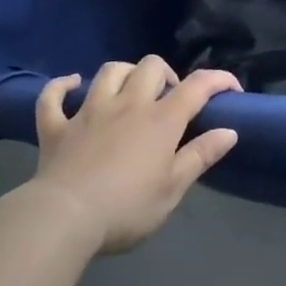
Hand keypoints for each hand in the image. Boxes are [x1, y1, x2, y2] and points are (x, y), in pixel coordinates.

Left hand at [29, 56, 240, 254]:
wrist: (63, 219)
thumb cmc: (126, 208)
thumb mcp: (173, 189)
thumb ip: (201, 156)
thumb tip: (230, 130)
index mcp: (161, 120)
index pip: (197, 86)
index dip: (218, 80)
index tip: (232, 89)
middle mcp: (128, 104)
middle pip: (151, 66)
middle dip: (166, 75)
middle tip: (169, 100)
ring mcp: (89, 111)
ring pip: (110, 71)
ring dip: (124, 73)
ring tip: (130, 91)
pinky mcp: (57, 126)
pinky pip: (54, 96)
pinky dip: (61, 86)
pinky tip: (71, 85)